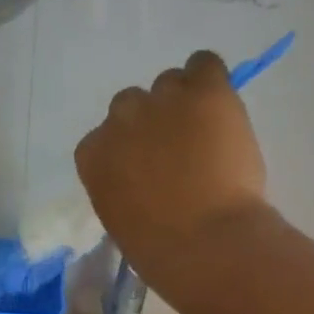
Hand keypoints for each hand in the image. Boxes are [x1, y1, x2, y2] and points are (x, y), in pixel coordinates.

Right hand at [74, 50, 270, 279]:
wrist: (204, 242)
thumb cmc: (157, 248)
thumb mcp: (119, 215)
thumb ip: (120, 184)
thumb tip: (141, 175)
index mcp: (93, 154)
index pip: (103, 137)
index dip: (128, 148)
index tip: (146, 167)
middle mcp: (121, 119)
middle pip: (131, 104)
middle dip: (152, 122)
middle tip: (177, 150)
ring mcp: (163, 100)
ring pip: (170, 83)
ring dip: (183, 101)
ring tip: (206, 131)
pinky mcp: (205, 91)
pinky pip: (205, 64)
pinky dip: (210, 79)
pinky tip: (220, 103)